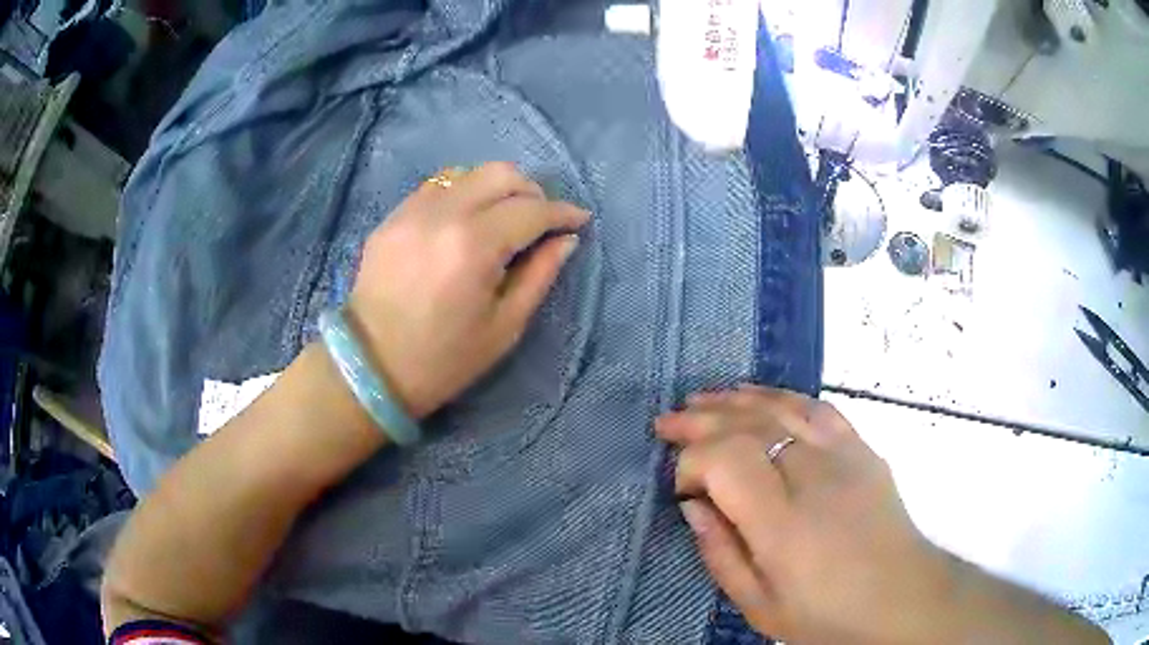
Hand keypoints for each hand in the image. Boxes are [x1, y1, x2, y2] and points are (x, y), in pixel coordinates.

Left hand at [348, 162, 588, 419]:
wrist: (371, 367)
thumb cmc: (444, 359)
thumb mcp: (504, 327)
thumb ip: (540, 275)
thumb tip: (565, 240)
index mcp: (474, 246)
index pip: (531, 210)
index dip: (563, 212)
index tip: (580, 219)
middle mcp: (443, 214)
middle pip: (501, 174)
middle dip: (532, 191)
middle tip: (542, 219)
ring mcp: (412, 211)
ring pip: (468, 173)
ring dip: (496, 188)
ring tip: (504, 217)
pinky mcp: (392, 217)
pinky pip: (437, 187)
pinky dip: (462, 194)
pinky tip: (466, 220)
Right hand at [656, 386, 952, 644]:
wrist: (902, 598)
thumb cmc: (826, 614)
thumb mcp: (759, 605)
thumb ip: (720, 553)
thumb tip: (692, 505)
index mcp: (784, 523)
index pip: (726, 460)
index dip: (691, 462)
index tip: (680, 487)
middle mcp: (814, 476)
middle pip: (749, 425)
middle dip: (701, 419)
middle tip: (666, 422)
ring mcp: (844, 456)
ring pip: (782, 407)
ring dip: (736, 400)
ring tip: (701, 399)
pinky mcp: (862, 449)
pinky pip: (818, 408)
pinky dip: (782, 396)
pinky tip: (759, 396)